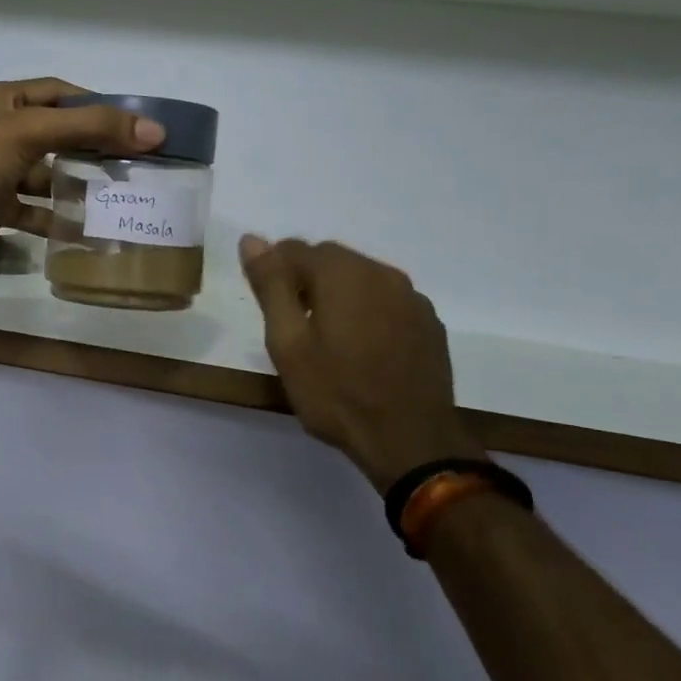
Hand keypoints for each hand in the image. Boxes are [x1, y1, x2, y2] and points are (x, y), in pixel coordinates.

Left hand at [0, 79, 163, 270]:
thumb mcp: (32, 132)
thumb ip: (91, 128)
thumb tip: (154, 130)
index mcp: (5, 102)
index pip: (60, 93)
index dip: (95, 105)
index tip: (132, 125)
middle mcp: (1, 132)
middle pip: (57, 135)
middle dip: (92, 149)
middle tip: (133, 165)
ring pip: (45, 176)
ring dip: (75, 186)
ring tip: (116, 198)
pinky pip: (31, 212)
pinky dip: (54, 220)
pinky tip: (83, 231)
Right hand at [240, 236, 486, 491]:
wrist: (410, 441)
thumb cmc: (336, 393)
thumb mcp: (288, 342)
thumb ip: (270, 286)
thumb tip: (252, 238)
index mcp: (342, 273)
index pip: (294, 248)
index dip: (273, 272)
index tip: (268, 308)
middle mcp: (382, 273)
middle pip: (330, 259)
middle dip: (305, 281)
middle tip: (293, 326)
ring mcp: (412, 298)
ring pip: (361, 279)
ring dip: (338, 295)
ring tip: (327, 339)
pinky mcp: (428, 324)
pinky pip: (387, 301)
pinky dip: (367, 311)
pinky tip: (362, 348)